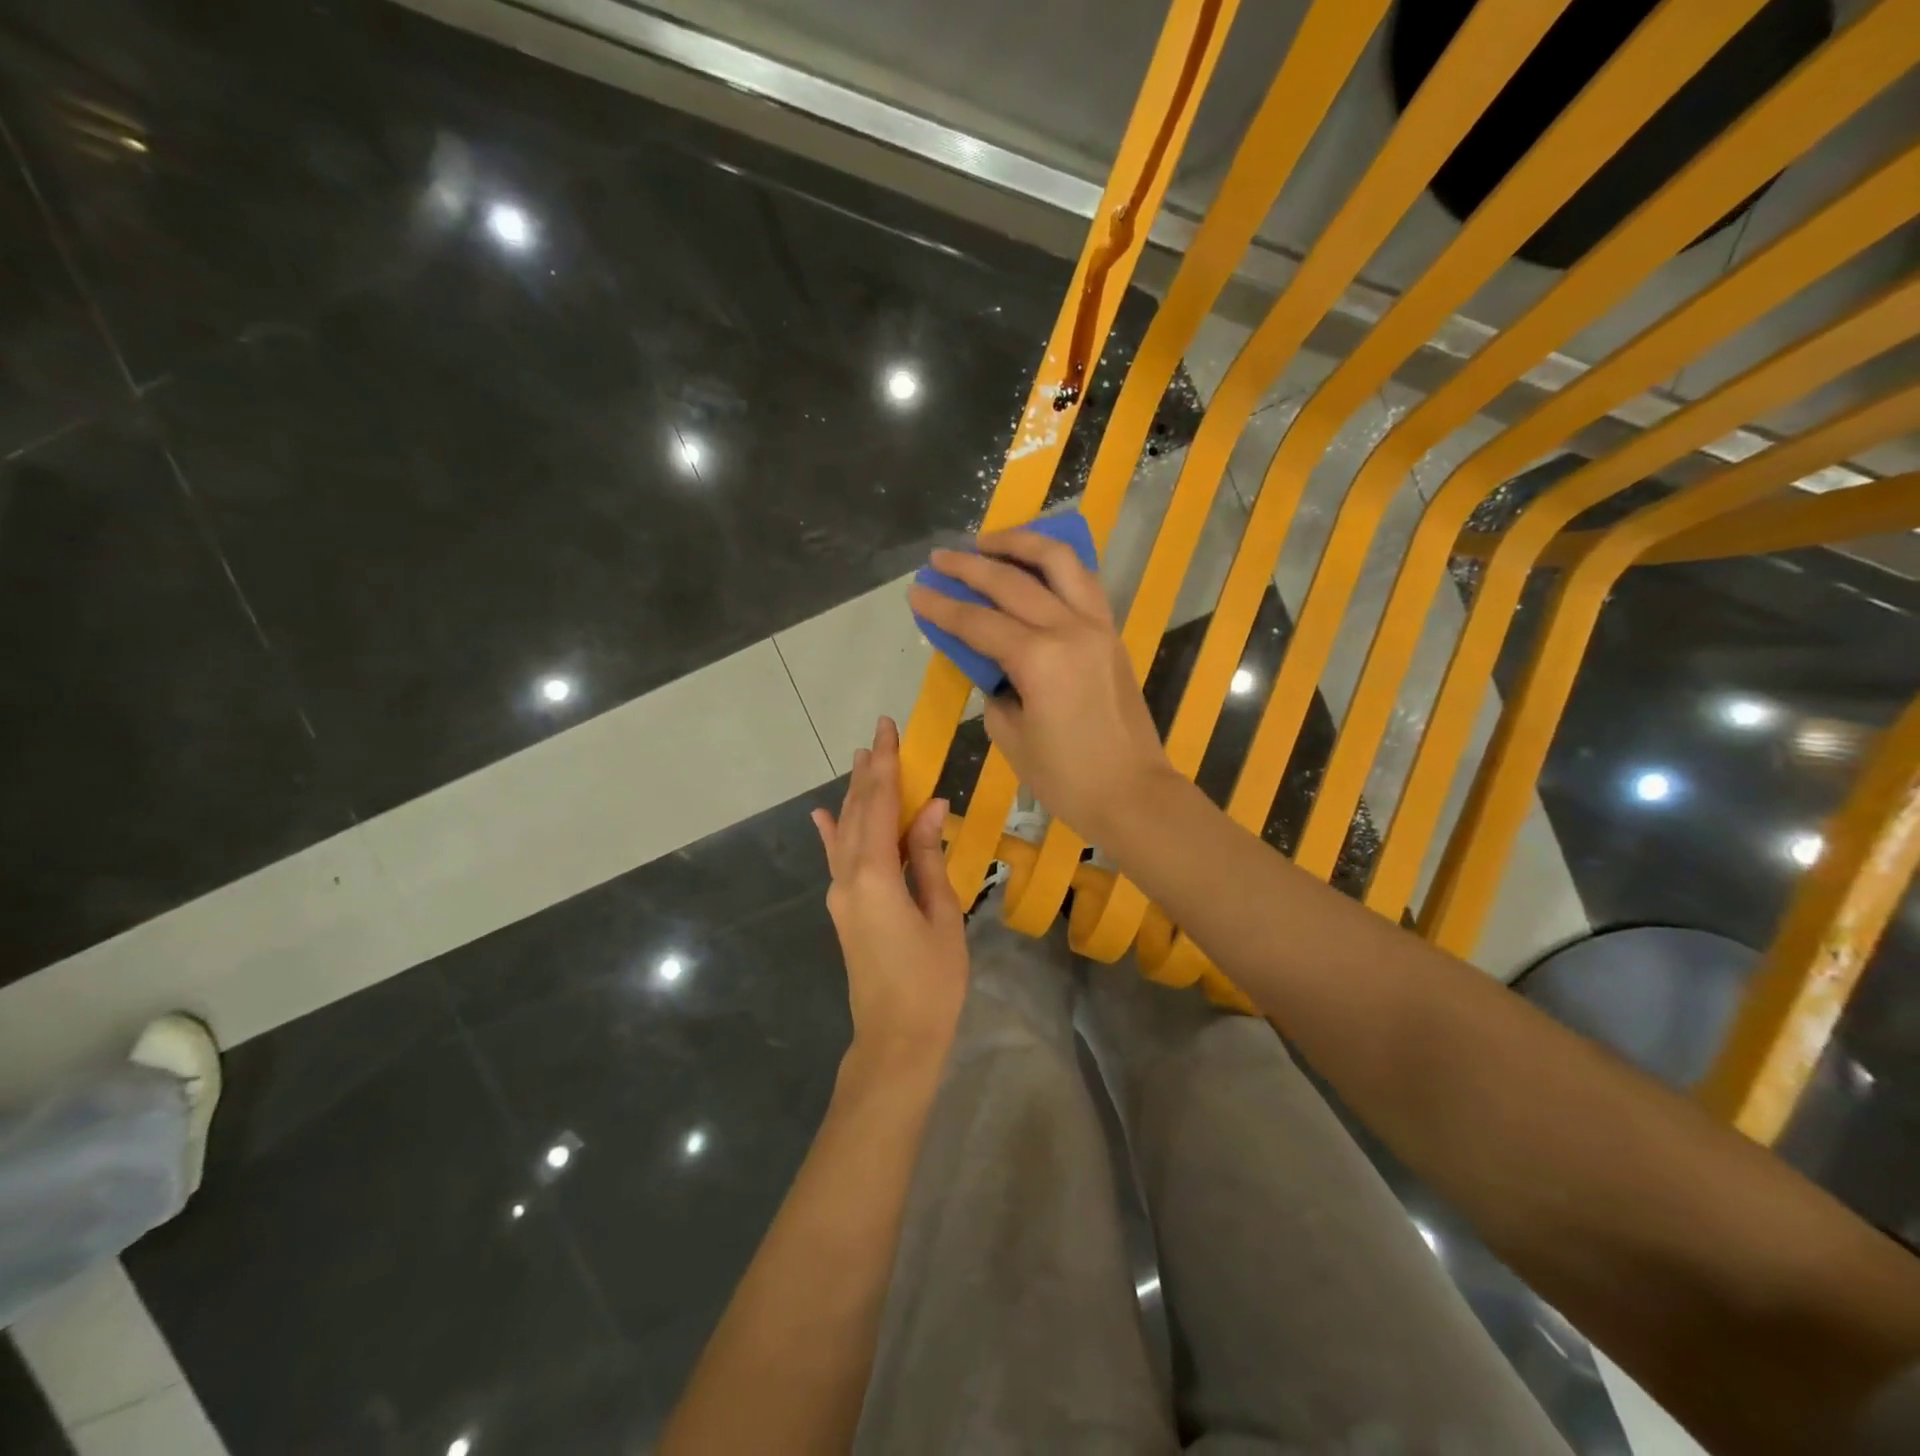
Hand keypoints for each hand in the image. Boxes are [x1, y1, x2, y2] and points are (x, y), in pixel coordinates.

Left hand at [812, 717, 968, 1079]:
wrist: (896, 1038)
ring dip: (856, 794)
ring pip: (846, 832)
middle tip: (879, 733)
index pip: (880, 806)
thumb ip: (928, 858)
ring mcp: (841, 895)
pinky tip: (823, 815)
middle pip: (859, 812)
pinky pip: (837, 860)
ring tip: (861, 759)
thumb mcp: (941, 914)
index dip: (886, 766)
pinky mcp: (844, 909)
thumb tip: (931, 807)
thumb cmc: (931, 981)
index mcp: (875, 876)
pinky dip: (832, 833)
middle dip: (870, 771)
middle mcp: (848, 878)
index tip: (888, 729)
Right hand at [907, 529, 1171, 843]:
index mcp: (1039, 659)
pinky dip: (1055, 565)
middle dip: (969, 566)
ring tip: (989, 542)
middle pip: (1012, 582)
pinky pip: (1083, 582)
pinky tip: (1034, 564)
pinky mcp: (1112, 633)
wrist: (1133, 793)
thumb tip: (992, 666)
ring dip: (1021, 544)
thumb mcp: (1012, 737)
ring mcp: (1098, 626)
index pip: (978, 622)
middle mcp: (1070, 629)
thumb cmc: (1067, 778)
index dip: (942, 607)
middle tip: (939, 559)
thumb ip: (995, 690)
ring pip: (1059, 563)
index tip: (915, 591)